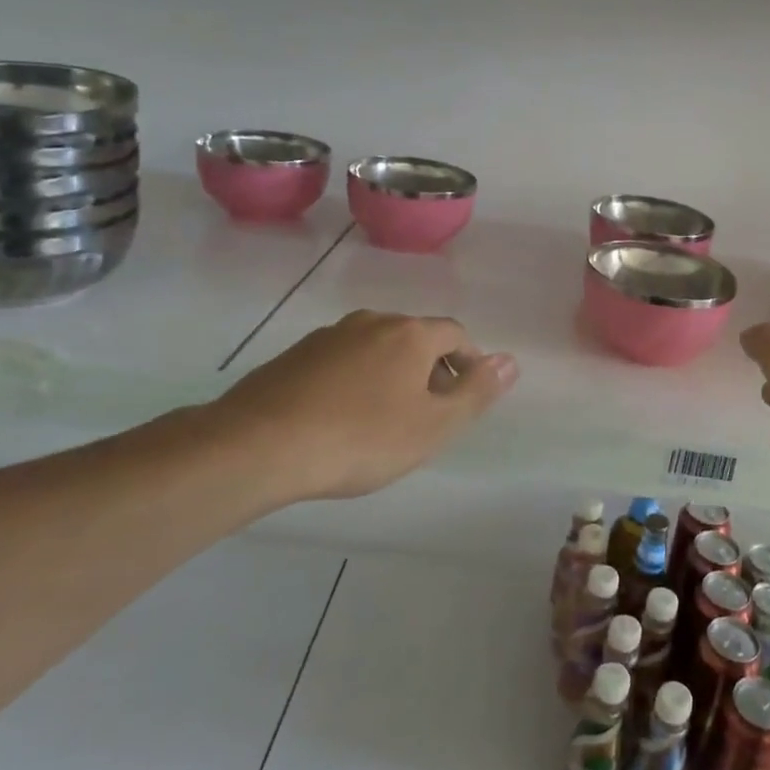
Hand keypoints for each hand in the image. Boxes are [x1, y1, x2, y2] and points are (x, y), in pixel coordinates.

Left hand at [209, 310, 517, 502]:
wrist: (258, 446)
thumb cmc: (361, 438)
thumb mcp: (433, 425)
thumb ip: (476, 392)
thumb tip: (511, 360)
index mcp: (410, 334)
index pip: (455, 335)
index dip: (469, 363)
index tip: (465, 398)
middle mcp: (372, 322)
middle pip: (416, 338)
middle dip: (431, 369)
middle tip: (429, 414)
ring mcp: (328, 336)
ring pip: (376, 348)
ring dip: (392, 374)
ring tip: (385, 419)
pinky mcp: (294, 356)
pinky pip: (341, 361)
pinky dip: (355, 381)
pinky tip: (342, 418)